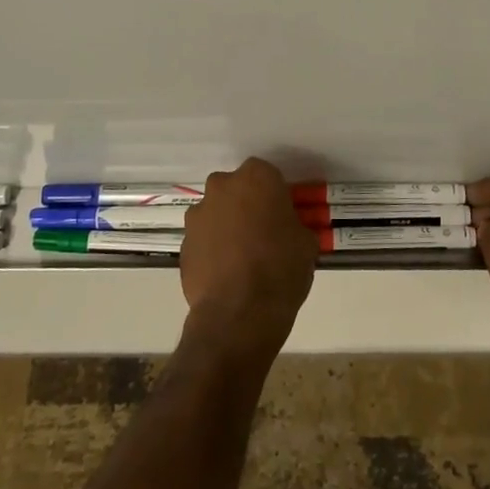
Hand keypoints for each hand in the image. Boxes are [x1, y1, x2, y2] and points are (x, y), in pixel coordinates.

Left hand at [180, 157, 318, 357]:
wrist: (239, 313)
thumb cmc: (281, 268)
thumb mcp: (306, 242)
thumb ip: (293, 224)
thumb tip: (285, 229)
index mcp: (256, 177)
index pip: (267, 175)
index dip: (274, 195)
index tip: (281, 215)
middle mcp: (222, 187)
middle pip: (236, 189)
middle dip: (246, 205)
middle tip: (262, 233)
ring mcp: (198, 214)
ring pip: (216, 213)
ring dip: (226, 226)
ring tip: (242, 259)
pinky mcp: (183, 243)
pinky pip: (203, 239)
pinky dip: (212, 250)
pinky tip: (226, 274)